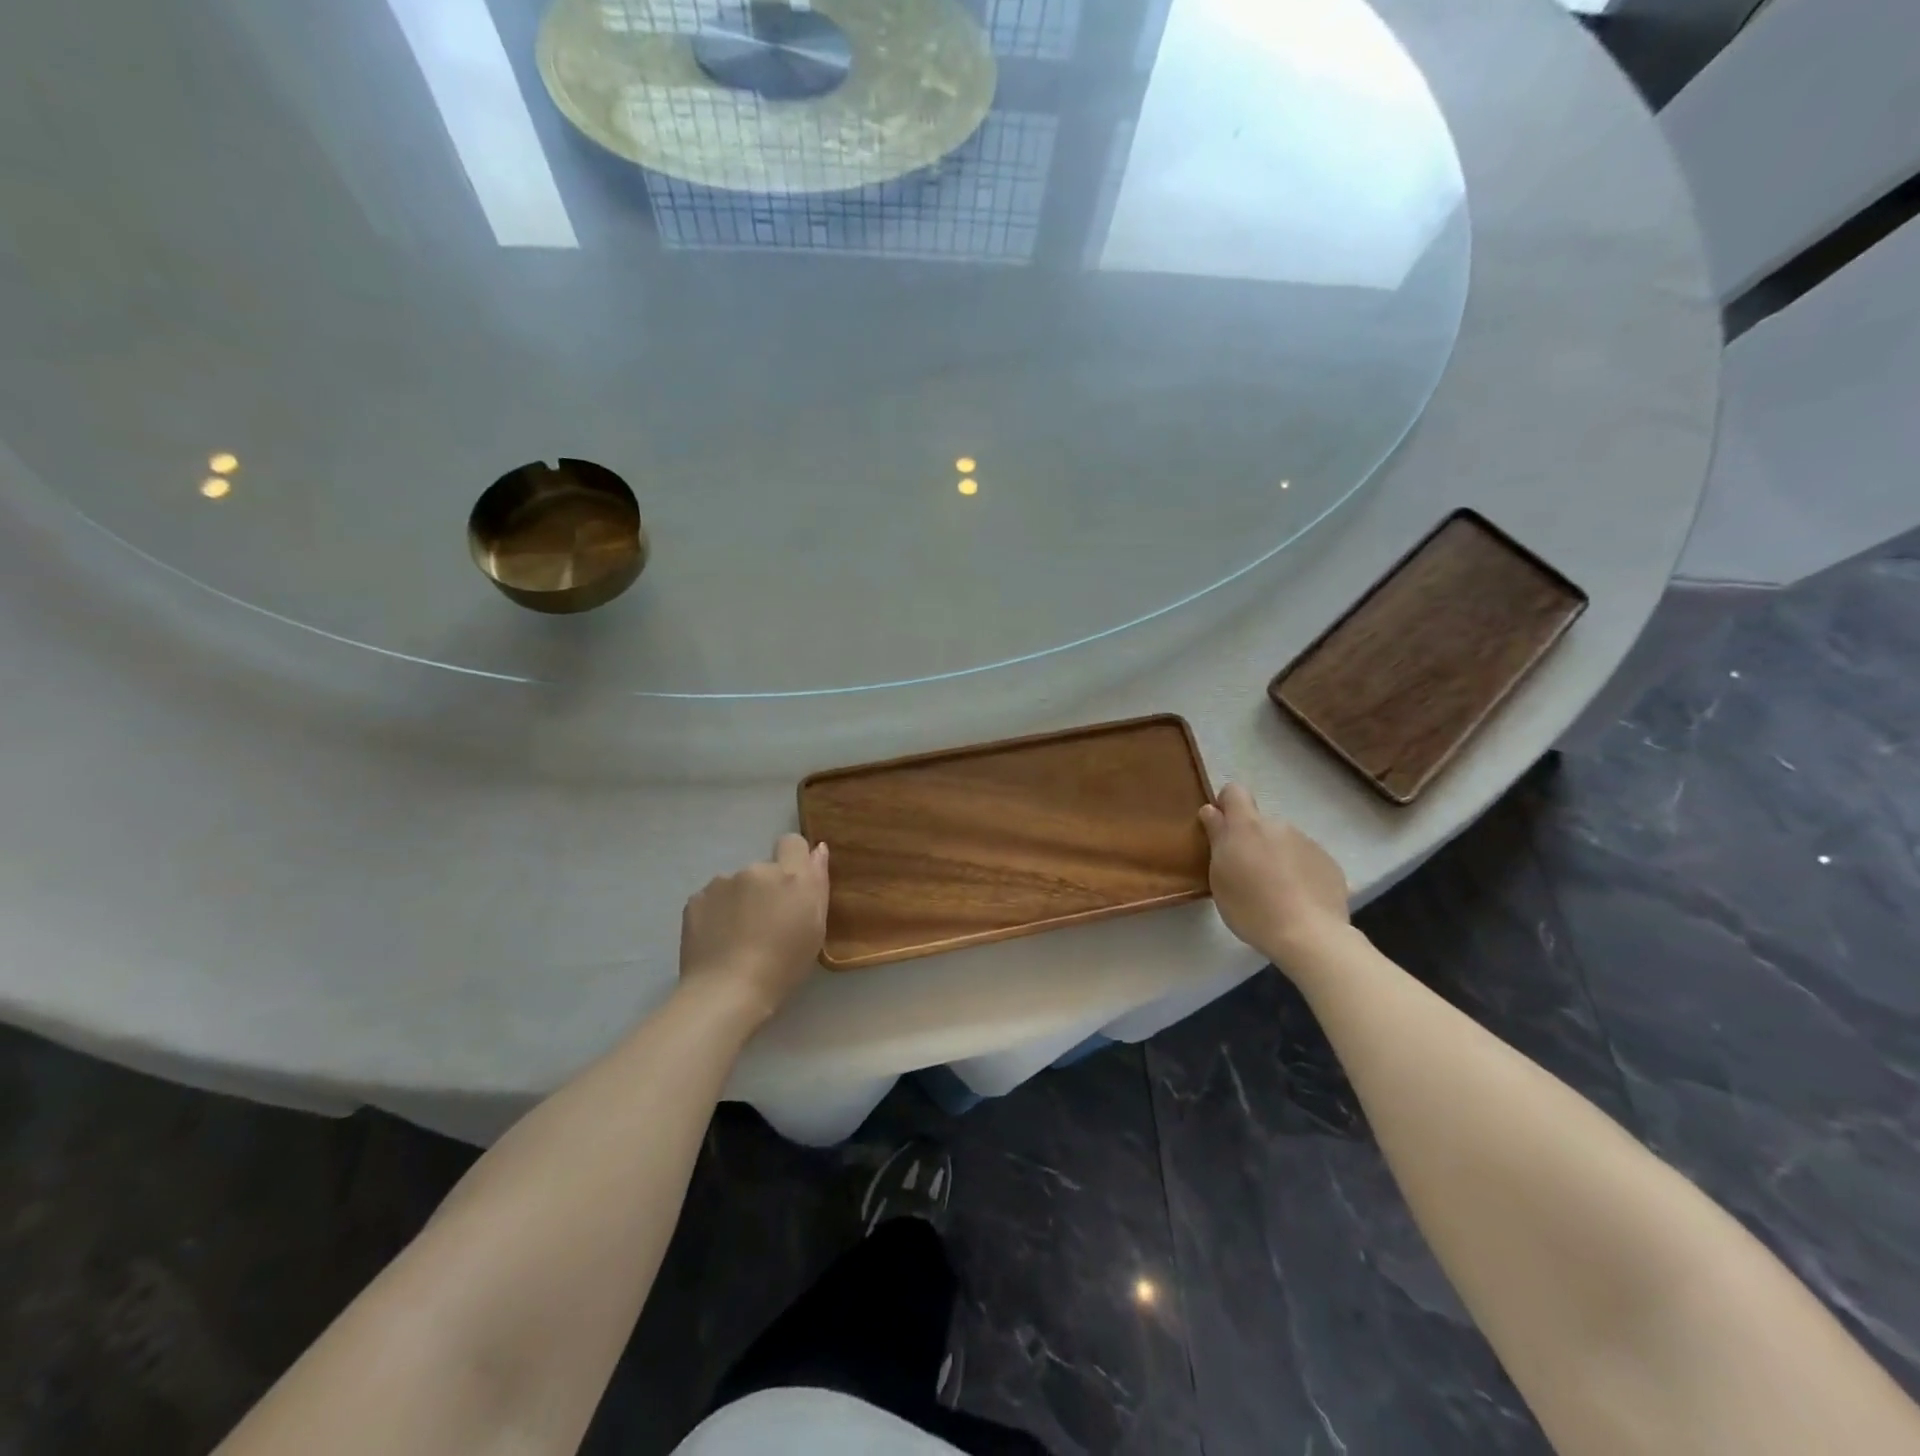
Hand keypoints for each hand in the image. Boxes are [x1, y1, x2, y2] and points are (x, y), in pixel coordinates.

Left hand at [679, 834, 829, 1023]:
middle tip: (765, 925)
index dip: (792, 859)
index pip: (792, 842)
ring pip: (736, 885)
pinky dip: (716, 914)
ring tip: (737, 937)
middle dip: (765, 889)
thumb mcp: (815, 928)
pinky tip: (717, 941)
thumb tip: (817, 850)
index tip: (791, 887)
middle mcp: (756, 869)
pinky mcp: (696, 899)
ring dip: (740, 901)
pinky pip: (713, 899)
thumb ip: (817, 884)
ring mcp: (722, 882)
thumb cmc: (783, 966)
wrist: (726, 992)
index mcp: (790, 875)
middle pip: (764, 869)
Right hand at [1198, 783, 1350, 971]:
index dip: (1225, 805)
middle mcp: (1278, 825)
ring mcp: (1307, 842)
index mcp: (1247, 826)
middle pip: (1259, 823)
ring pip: (1283, 842)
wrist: (1309, 935)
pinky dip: (1298, 872)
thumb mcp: (1219, 876)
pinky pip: (1306, 859)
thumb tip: (1212, 811)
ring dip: (1276, 857)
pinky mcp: (1329, 862)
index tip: (1221, 829)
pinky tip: (1298, 899)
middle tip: (1247, 874)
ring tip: (1276, 891)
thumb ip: (1217, 838)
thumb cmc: (1251, 907)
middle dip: (1251, 840)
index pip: (1234, 792)